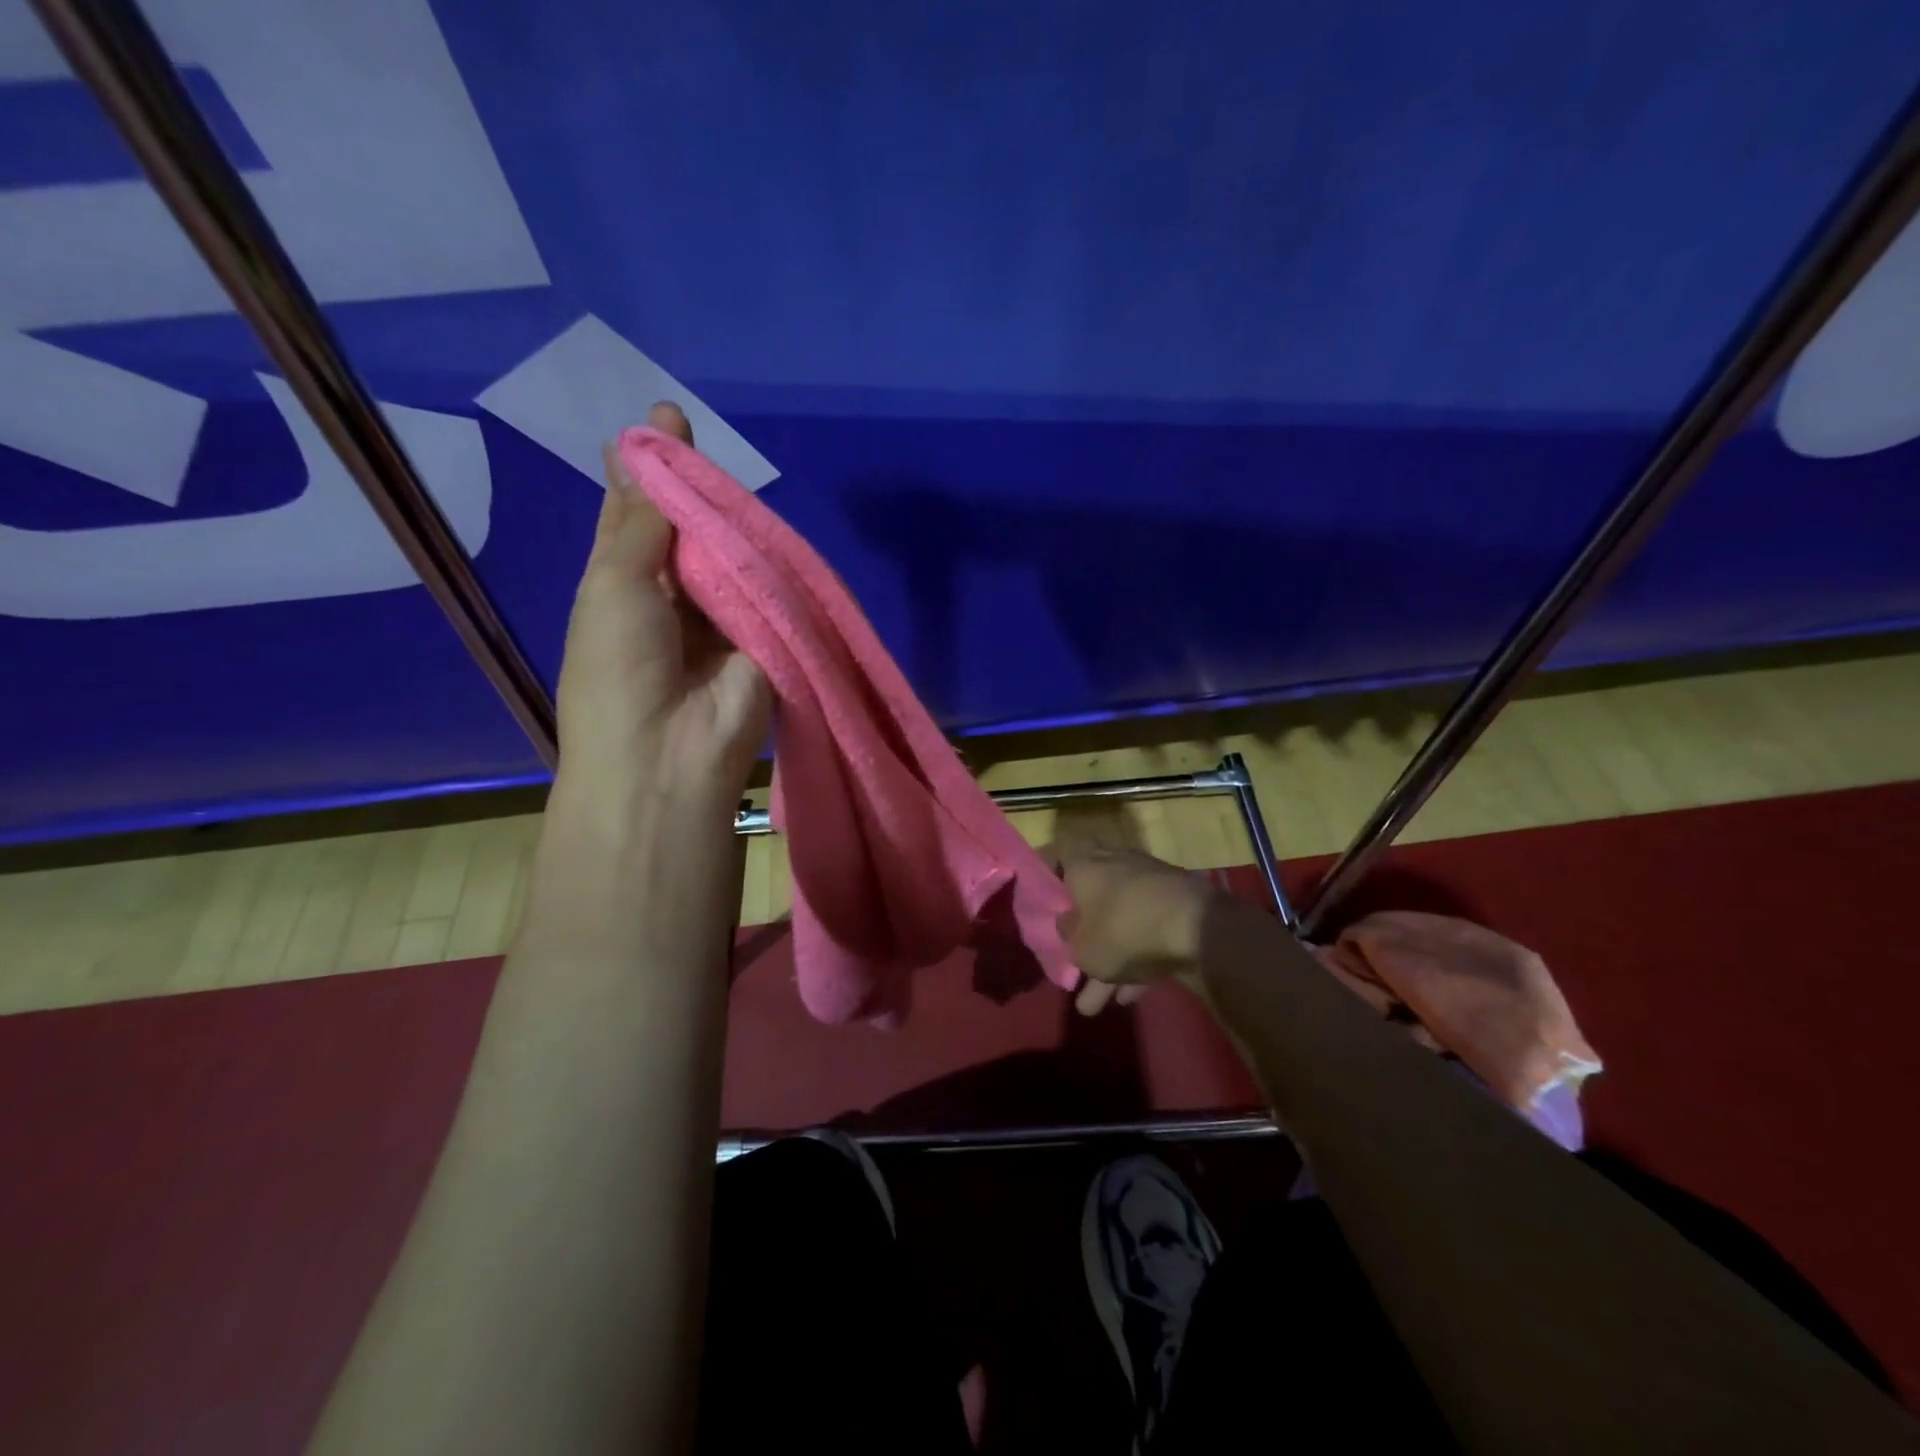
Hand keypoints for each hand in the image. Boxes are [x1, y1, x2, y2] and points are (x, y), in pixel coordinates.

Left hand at [548, 402, 769, 834]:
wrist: (671, 753)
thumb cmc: (618, 665)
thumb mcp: (615, 581)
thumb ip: (643, 520)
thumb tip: (642, 447)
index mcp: (620, 585)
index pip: (634, 517)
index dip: (645, 472)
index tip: (661, 419)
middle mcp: (671, 598)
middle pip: (688, 531)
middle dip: (694, 489)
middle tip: (698, 429)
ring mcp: (722, 618)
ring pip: (730, 555)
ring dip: (733, 523)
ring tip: (735, 471)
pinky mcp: (765, 635)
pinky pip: (767, 587)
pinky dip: (768, 561)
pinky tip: (770, 519)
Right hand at [1055, 843, 1215, 1015]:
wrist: (1197, 929)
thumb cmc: (1123, 929)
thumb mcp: (1081, 946)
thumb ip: (1066, 936)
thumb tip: (1066, 925)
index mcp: (1084, 862)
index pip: (1056, 854)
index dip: (1044, 874)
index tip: (1036, 898)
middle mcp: (1114, 864)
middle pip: (1088, 897)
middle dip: (1080, 936)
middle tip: (1069, 962)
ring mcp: (1147, 884)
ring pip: (1118, 922)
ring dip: (1108, 959)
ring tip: (1093, 1005)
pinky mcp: (1175, 906)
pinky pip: (1146, 932)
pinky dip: (1136, 961)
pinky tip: (1129, 997)